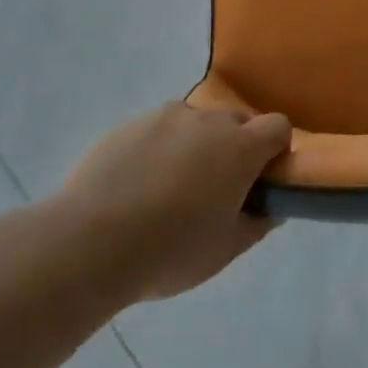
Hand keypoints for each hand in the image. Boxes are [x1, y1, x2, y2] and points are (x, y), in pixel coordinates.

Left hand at [53, 101, 290, 303]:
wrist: (89, 243)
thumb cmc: (170, 250)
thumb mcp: (225, 250)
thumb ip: (258, 223)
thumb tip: (273, 207)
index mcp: (240, 147)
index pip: (278, 126)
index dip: (276, 150)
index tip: (260, 180)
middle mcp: (208, 120)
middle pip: (237, 122)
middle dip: (236, 147)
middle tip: (216, 189)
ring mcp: (166, 117)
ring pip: (196, 123)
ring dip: (196, 145)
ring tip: (170, 188)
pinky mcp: (130, 124)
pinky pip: (159, 130)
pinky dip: (159, 149)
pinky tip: (136, 186)